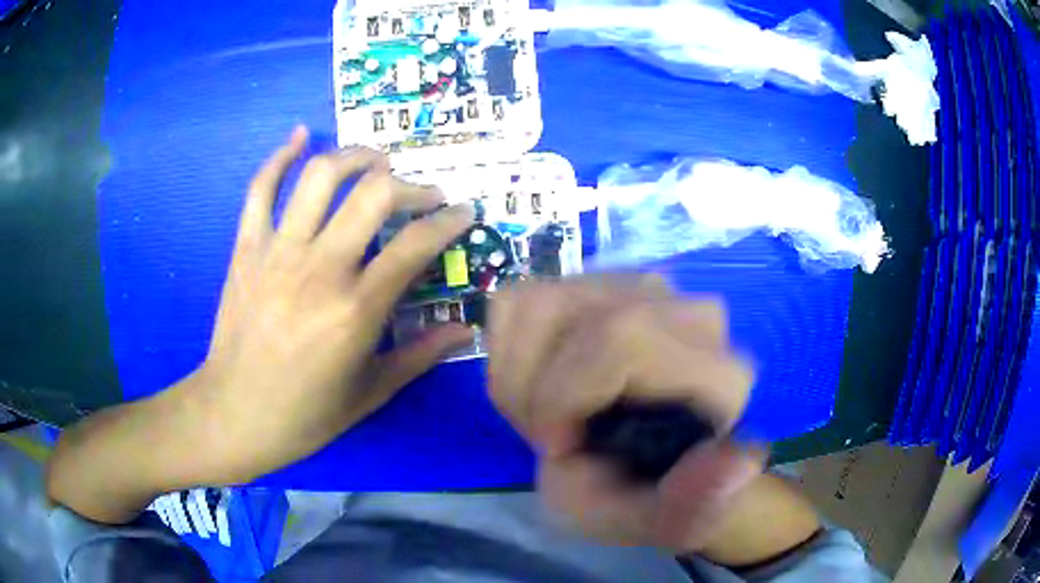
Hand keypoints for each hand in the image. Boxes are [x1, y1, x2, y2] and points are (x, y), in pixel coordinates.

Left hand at [185, 126, 474, 482]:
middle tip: (423, 193)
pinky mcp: (247, 249)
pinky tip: (299, 136)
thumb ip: (420, 355)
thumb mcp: (370, 393)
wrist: (234, 414)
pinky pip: (260, 189)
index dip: (448, 221)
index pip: (414, 245)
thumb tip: (465, 329)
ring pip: (320, 177)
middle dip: (410, 184)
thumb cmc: (305, 414)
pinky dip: (279, 156)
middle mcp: (320, 269)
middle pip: (374, 195)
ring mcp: (277, 252)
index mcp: (356, 310)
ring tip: (375, 161)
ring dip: (355, 157)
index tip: (463, 213)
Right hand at [488, 278, 763, 553]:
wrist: (646, 463)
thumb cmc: (645, 494)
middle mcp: (693, 315)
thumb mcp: (653, 522)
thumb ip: (689, 505)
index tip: (554, 445)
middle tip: (549, 434)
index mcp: (719, 375)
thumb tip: (743, 461)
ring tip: (546, 412)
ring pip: (537, 302)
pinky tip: (543, 384)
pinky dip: (514, 353)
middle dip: (533, 387)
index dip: (565, 392)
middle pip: (566, 309)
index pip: (621, 337)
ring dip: (520, 373)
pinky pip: (524, 301)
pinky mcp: (607, 281)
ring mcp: (647, 289)